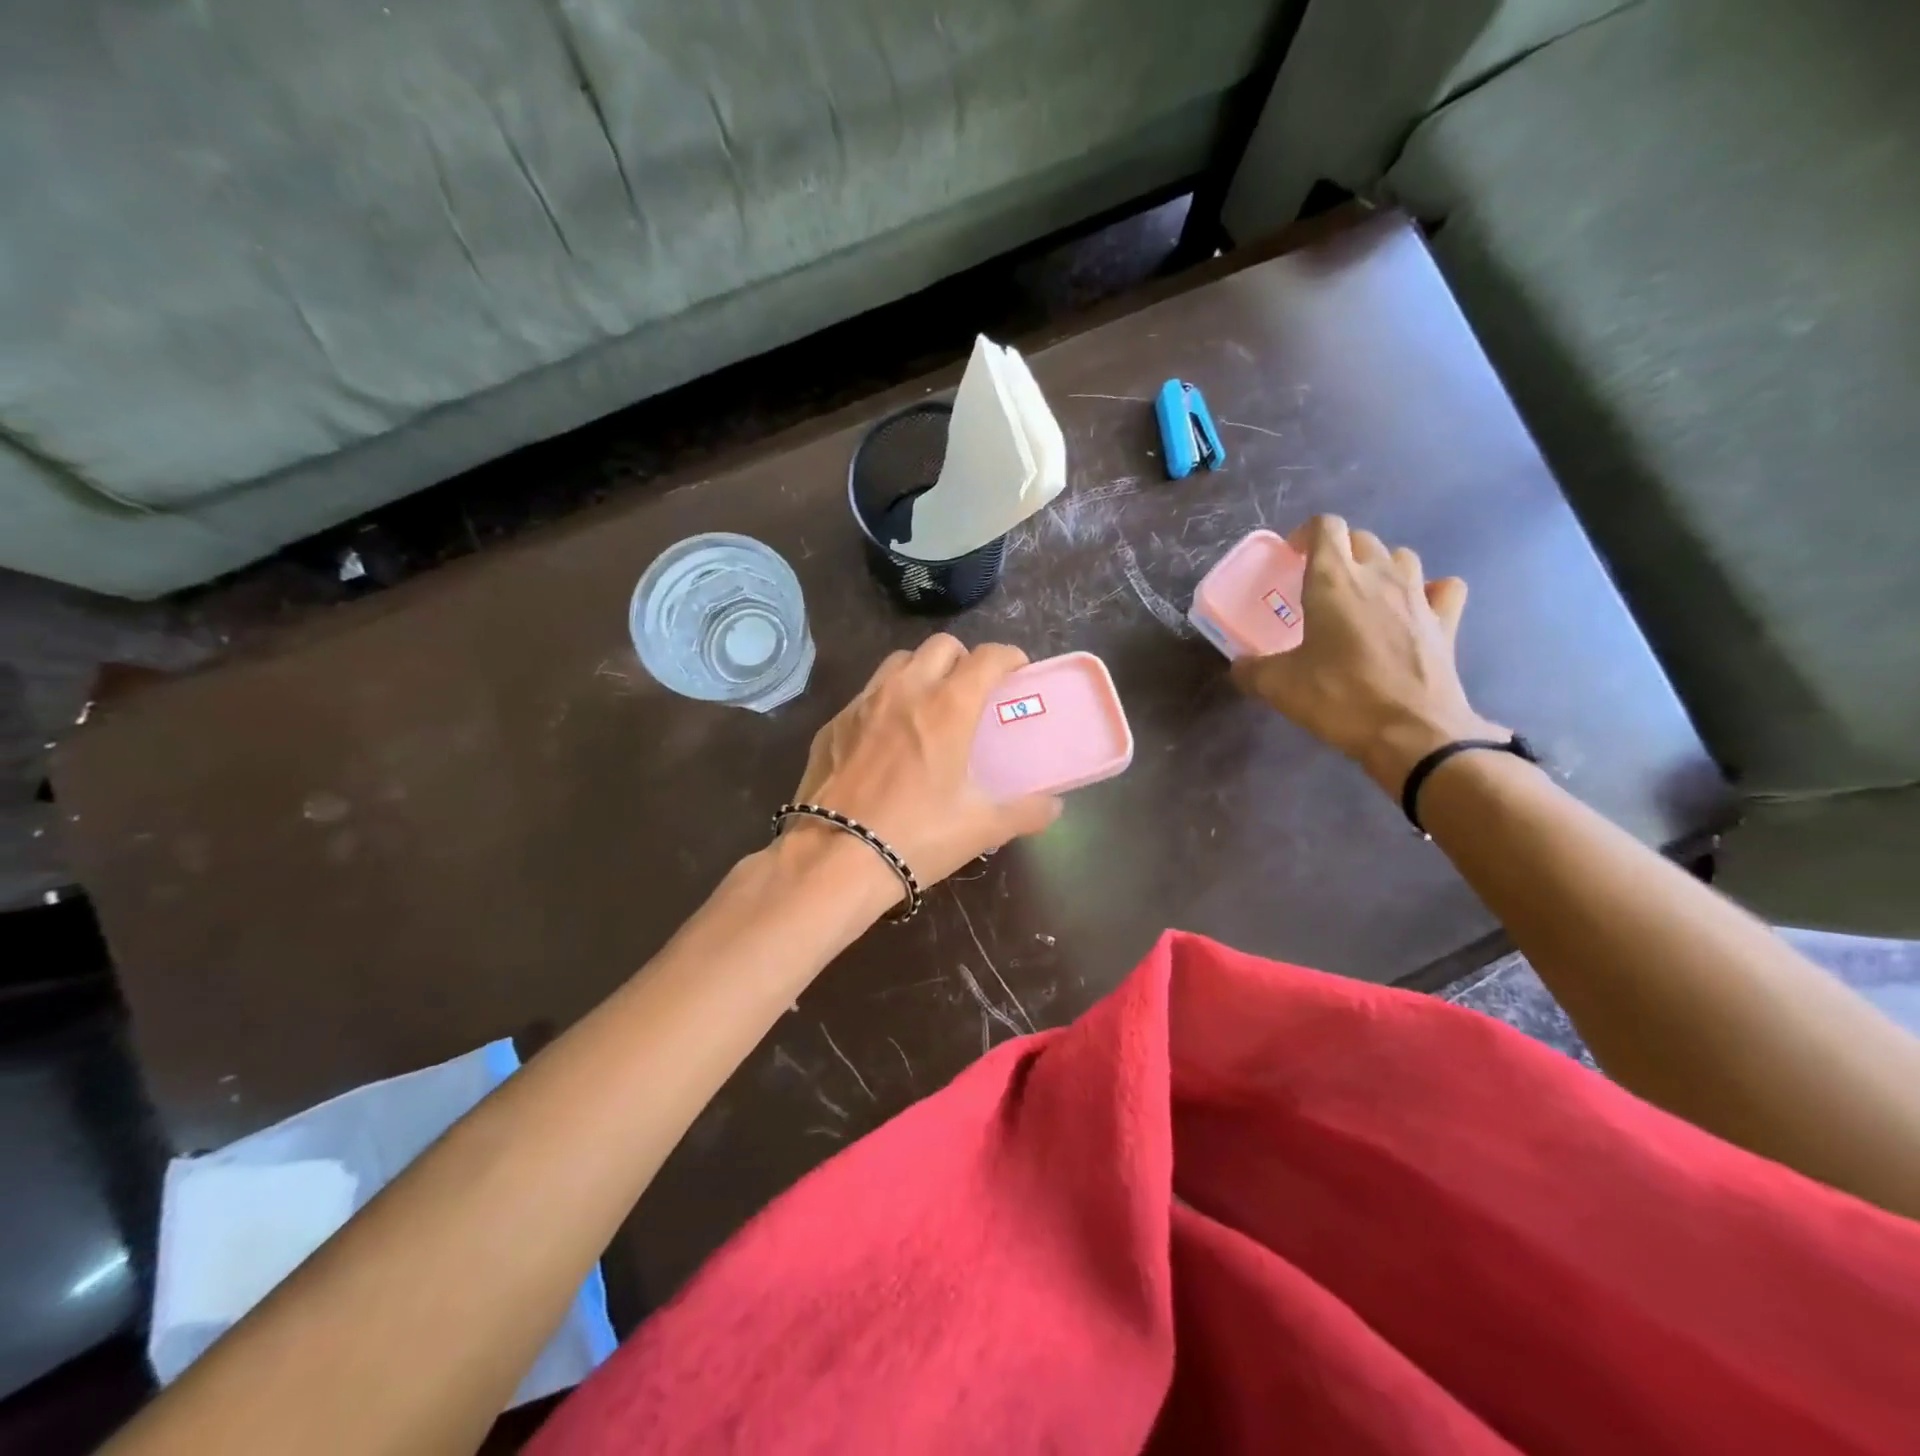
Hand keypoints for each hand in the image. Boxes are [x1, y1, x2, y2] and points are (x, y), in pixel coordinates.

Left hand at [788, 635, 1062, 889]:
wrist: (834, 859)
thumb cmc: (916, 836)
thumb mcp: (981, 828)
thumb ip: (1025, 811)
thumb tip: (1053, 805)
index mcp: (948, 706)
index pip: (988, 657)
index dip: (1009, 658)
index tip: (1017, 673)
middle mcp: (905, 690)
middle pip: (941, 646)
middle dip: (964, 659)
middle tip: (972, 693)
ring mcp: (862, 703)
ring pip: (898, 662)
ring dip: (922, 671)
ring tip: (928, 707)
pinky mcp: (832, 724)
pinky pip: (866, 695)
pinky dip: (885, 702)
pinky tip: (885, 739)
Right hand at [1230, 515, 1504, 792]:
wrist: (1412, 732)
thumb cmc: (1338, 698)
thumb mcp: (1278, 686)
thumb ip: (1251, 669)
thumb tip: (1240, 666)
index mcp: (1333, 581)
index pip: (1325, 527)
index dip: (1305, 535)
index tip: (1292, 557)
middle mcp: (1379, 576)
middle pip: (1362, 539)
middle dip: (1339, 551)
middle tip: (1320, 583)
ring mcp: (1418, 596)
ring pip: (1401, 557)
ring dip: (1380, 566)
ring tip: (1364, 594)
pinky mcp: (1446, 621)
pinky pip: (1442, 588)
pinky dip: (1428, 590)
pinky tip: (1415, 608)